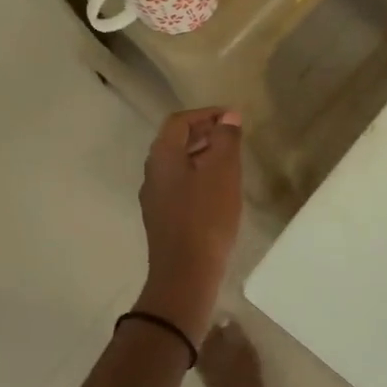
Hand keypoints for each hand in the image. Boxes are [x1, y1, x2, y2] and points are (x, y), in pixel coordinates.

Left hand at [135, 107, 243, 344]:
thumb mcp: (223, 172)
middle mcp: (152, 173)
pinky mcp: (163, 218)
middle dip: (204, 132)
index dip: (206, 114)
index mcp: (162, 157)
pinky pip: (180, 185)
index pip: (180, 121)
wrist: (185, 273)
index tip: (232, 117)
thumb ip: (226, 139)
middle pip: (175, 141)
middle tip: (233, 134)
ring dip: (202, 154)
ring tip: (231, 159)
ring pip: (178, 164)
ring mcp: (155, 198)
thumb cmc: (206, 216)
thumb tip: (229, 116)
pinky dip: (199, 175)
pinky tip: (220, 189)